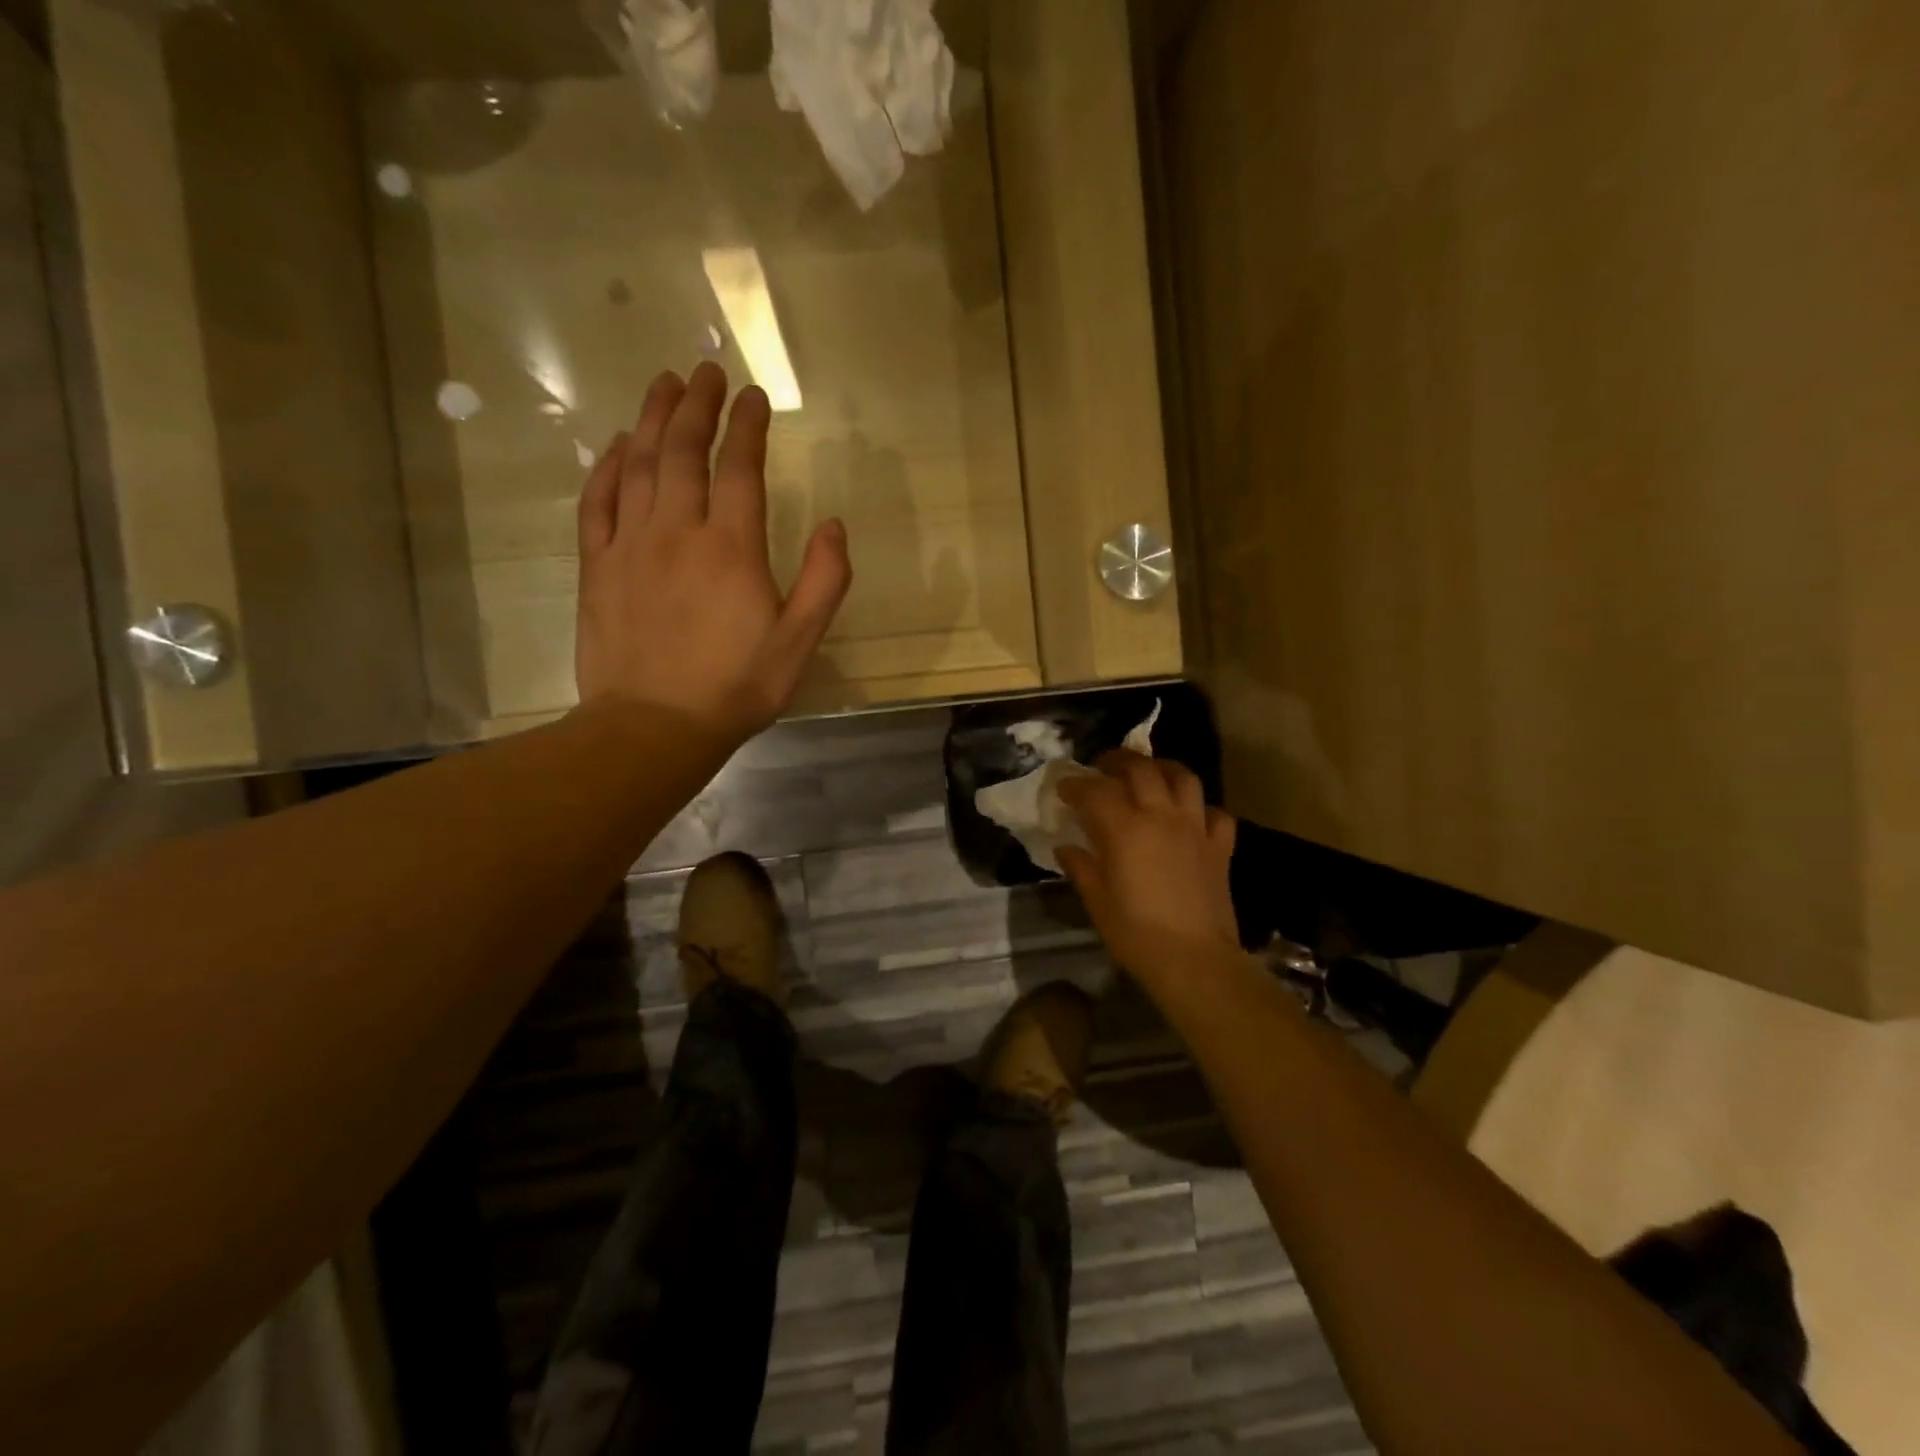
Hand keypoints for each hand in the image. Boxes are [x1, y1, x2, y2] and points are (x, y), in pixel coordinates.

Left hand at [575, 363, 852, 741]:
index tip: (754, 395)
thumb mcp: (799, 643)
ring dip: (651, 419)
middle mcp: (678, 530)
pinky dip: (607, 467)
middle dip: (696, 405)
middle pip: (683, 451)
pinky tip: (616, 447)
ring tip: (663, 385)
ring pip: (639, 465)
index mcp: (731, 547)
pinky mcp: (597, 566)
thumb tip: (835, 526)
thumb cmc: (736, 687)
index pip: (739, 468)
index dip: (747, 426)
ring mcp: (631, 545)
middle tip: (704, 370)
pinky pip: (598, 501)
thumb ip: (823, 581)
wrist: (654, 726)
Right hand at [1056, 752, 1239, 987]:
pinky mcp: (1220, 847)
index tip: (1064, 788)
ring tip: (1149, 774)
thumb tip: (1066, 848)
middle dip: (1118, 760)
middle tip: (1103, 767)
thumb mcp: (1097, 901)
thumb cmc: (1136, 933)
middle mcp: (1161, 816)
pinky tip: (1190, 817)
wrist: (1195, 960)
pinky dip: (1202, 809)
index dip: (1076, 784)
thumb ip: (1081, 867)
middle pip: (1141, 769)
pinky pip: (1216, 814)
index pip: (1096, 790)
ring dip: (1163, 768)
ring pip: (1183, 778)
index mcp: (1125, 829)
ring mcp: (1195, 828)